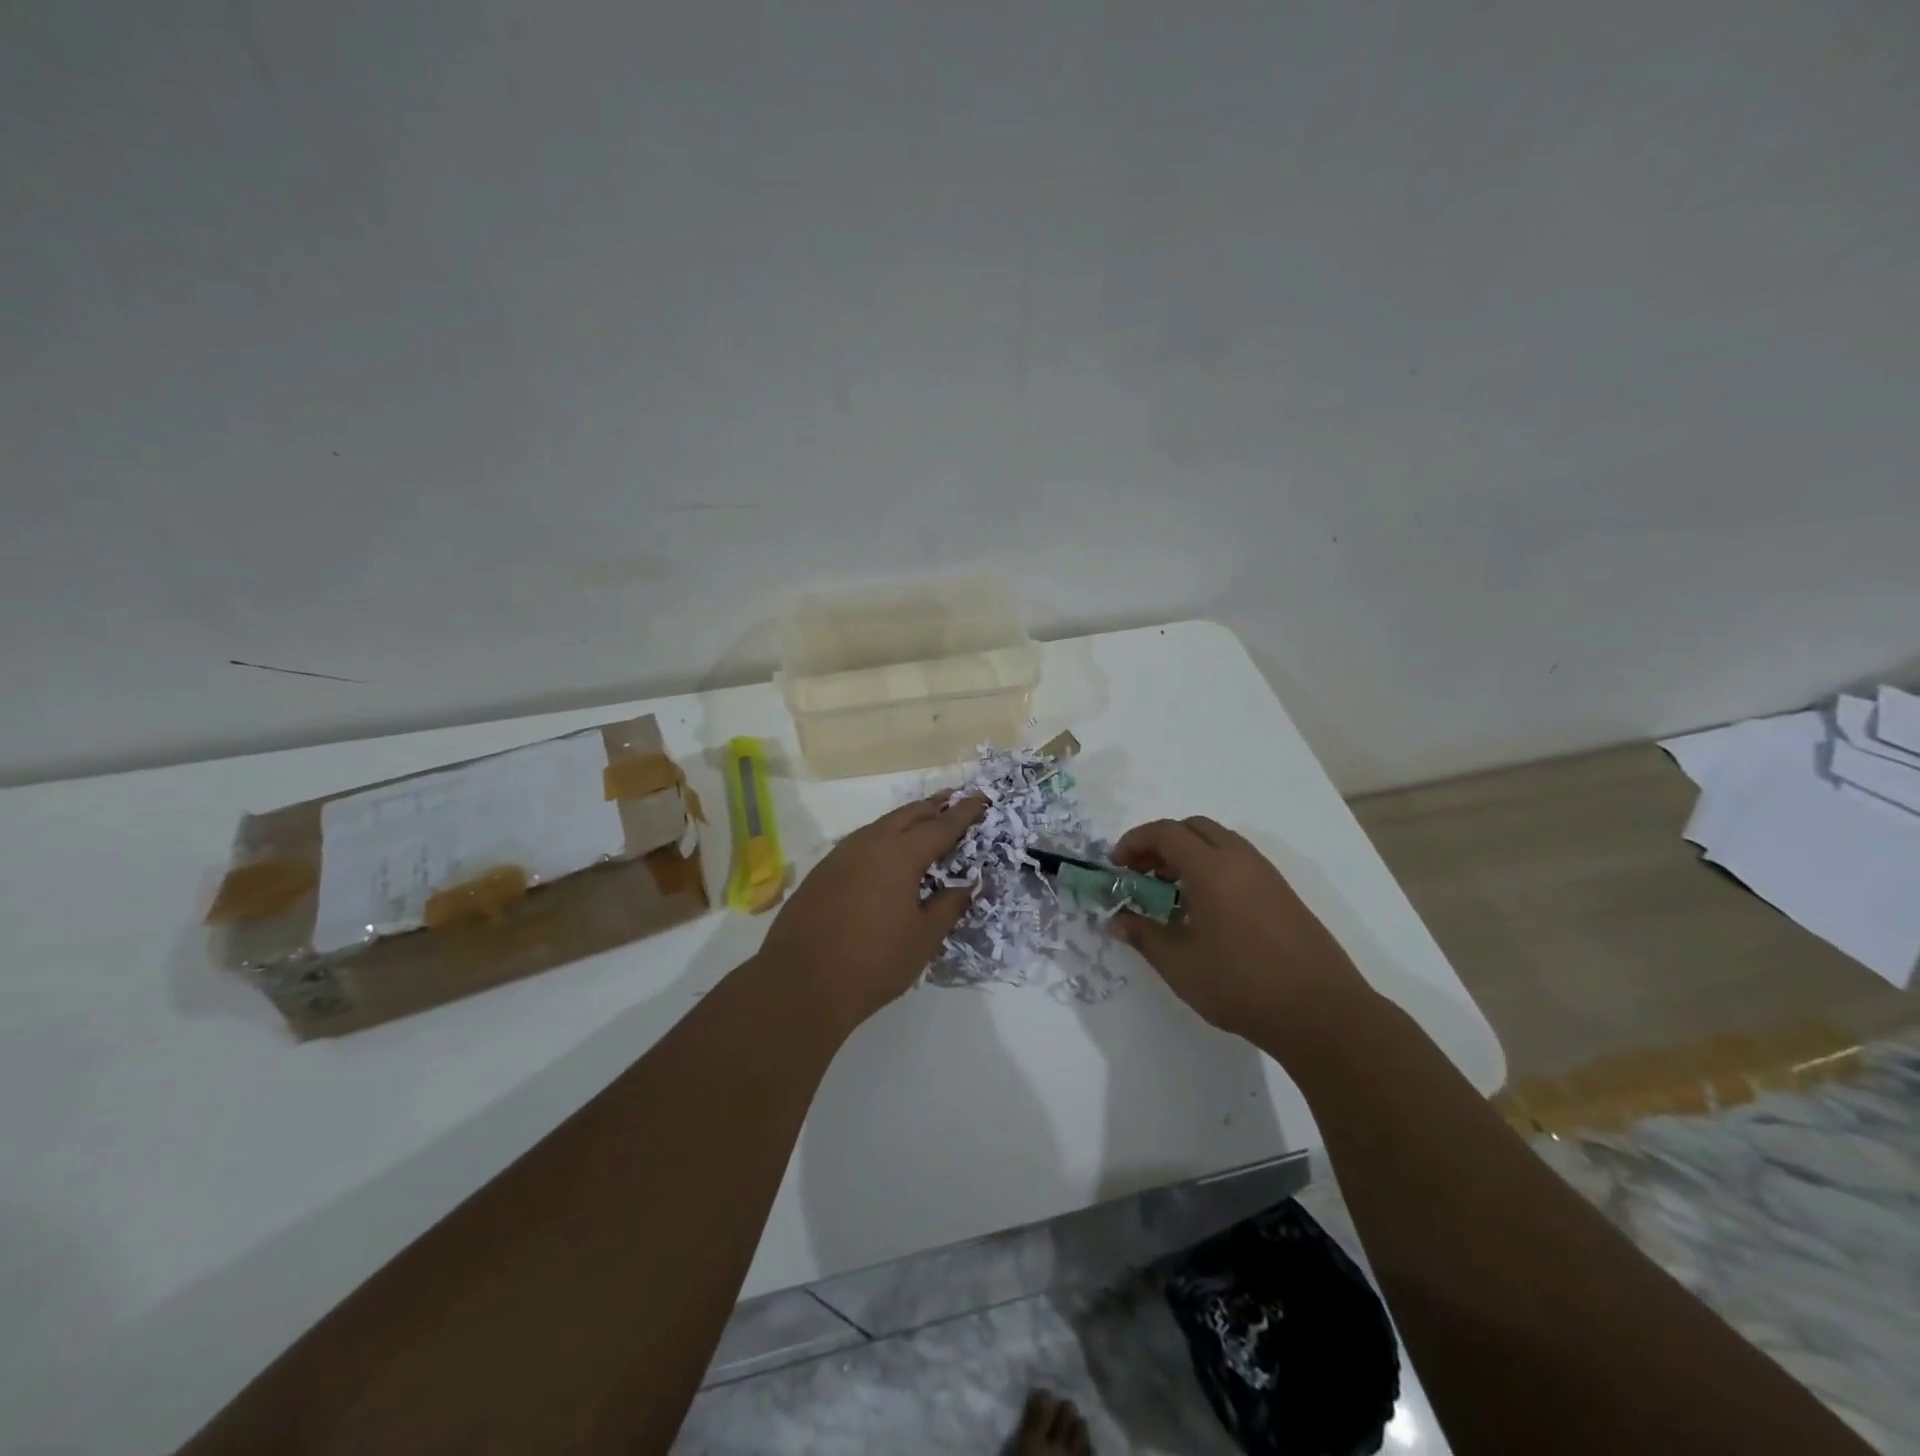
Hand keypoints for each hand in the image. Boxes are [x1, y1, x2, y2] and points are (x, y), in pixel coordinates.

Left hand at [757, 793, 987, 1033]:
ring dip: (906, 818)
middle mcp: (870, 844)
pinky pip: (861, 842)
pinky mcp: (822, 871)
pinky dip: (883, 836)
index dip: (964, 813)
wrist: (800, 983)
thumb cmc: (873, 962)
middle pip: (908, 815)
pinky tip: (886, 849)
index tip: (981, 799)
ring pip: (881, 825)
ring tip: (924, 818)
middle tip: (954, 798)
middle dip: (934, 806)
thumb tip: (968, 883)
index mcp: (899, 855)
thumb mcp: (923, 938)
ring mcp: (841, 855)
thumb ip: (949, 905)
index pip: (941, 827)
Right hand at [1109, 816, 1369, 1036]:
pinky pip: (1239, 861)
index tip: (1116, 865)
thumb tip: (1116, 921)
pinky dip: (1212, 867)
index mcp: (1212, 868)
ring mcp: (1267, 875)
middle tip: (1141, 874)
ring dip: (1188, 854)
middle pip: (1193, 828)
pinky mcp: (1283, 893)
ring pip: (1219, 842)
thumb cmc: (1242, 985)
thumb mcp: (1180, 965)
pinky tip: (1204, 908)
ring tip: (1168, 892)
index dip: (1134, 842)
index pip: (1166, 832)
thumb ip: (1144, 935)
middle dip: (1161, 843)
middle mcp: (1241, 860)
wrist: (1322, 1013)